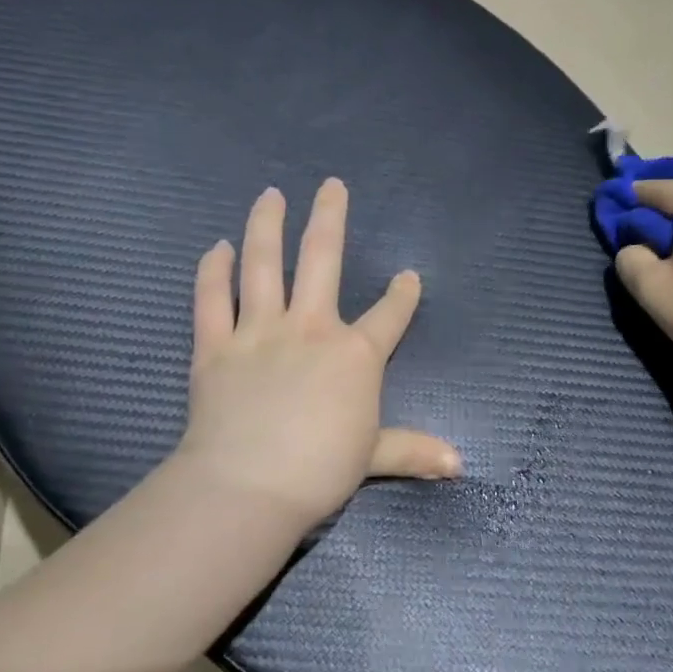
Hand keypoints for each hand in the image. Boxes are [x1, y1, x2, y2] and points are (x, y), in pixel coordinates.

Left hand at [173, 179, 460, 530]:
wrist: (249, 486)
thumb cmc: (319, 471)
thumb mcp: (374, 457)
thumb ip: (414, 451)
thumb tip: (460, 465)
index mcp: (355, 355)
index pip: (389, 316)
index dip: (403, 294)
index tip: (408, 276)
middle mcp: (310, 329)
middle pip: (323, 259)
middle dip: (330, 218)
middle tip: (332, 185)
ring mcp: (260, 332)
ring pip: (264, 265)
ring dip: (267, 226)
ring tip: (270, 195)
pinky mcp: (216, 346)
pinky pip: (212, 299)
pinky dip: (213, 271)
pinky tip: (217, 247)